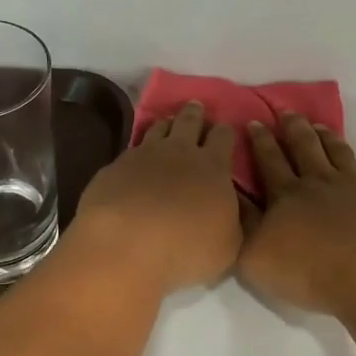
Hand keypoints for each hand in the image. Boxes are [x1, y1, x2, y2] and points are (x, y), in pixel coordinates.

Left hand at [70, 102, 242, 295]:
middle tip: (196, 106)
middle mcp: (180, 151)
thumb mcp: (229, 245)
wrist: (125, 244)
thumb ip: (236, 222)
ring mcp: (144, 154)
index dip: (225, 131)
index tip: (225, 128)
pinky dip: (139, 147)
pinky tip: (137, 155)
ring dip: (166, 124)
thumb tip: (240, 208)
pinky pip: (132, 148)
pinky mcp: (115, 166)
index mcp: (213, 167)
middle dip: (195, 113)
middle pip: (189, 121)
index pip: (223, 137)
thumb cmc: (186, 248)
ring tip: (168, 123)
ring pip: (158, 128)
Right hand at [239, 113, 355, 318]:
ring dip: (330, 138)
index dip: (260, 140)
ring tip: (321, 126)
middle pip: (305, 147)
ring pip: (342, 154)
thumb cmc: (306, 271)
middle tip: (287, 113)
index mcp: (286, 194)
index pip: (269, 160)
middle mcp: (321, 183)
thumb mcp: (253, 254)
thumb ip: (241, 222)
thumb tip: (231, 194)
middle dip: (294, 128)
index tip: (254, 122)